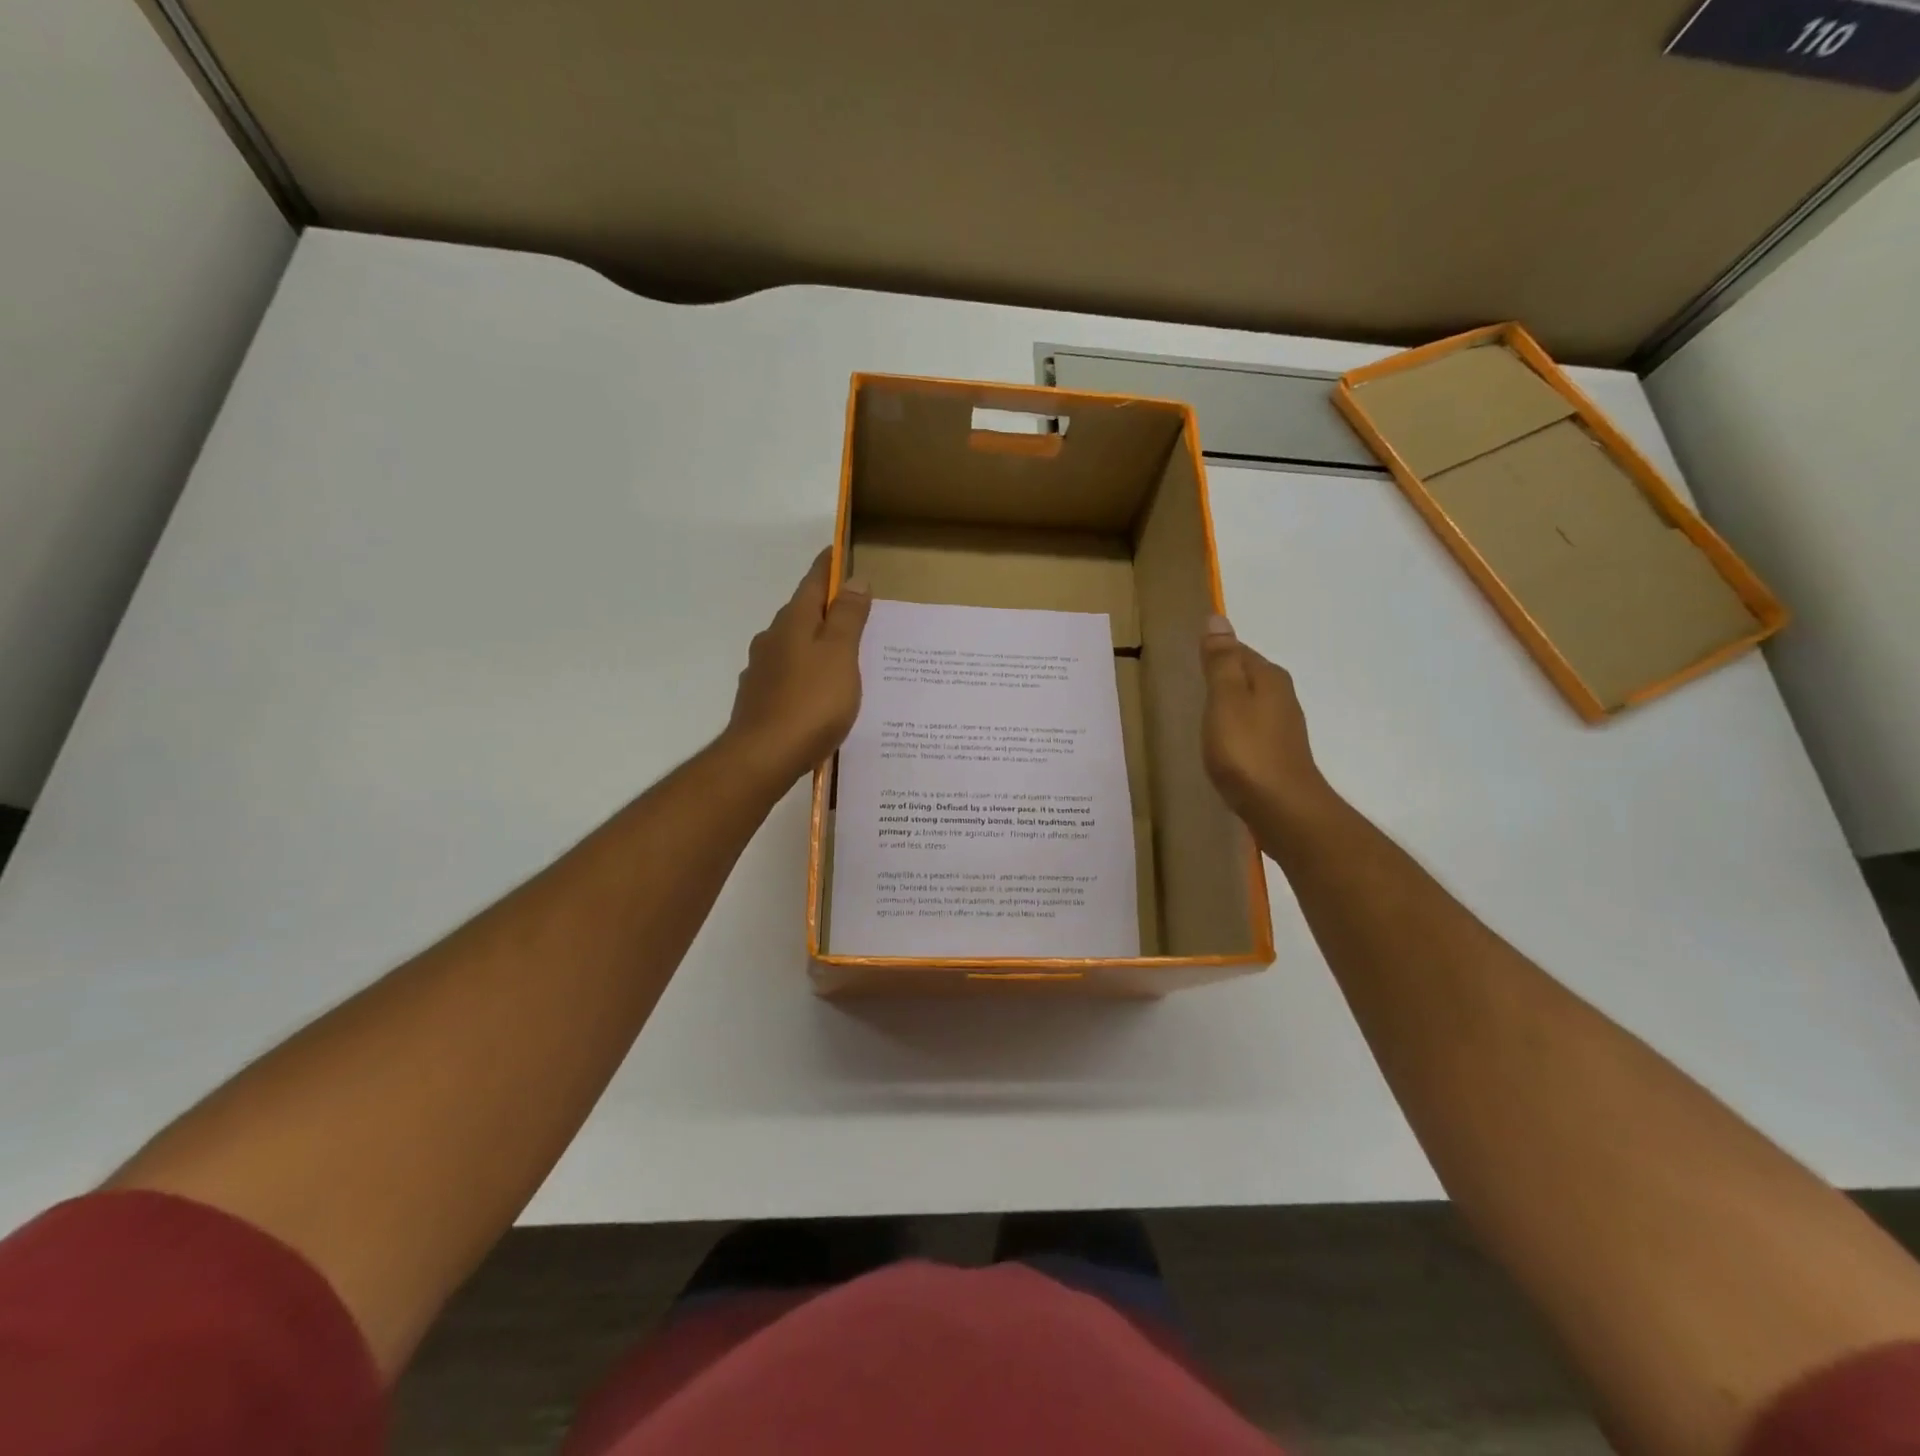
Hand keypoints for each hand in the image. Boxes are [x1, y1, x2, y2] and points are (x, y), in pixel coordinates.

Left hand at [723, 549, 871, 786]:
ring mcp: (761, 670)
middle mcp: (771, 639)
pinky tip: (819, 692)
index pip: (812, 582)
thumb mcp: (840, 654)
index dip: (828, 566)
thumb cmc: (811, 701)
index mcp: (793, 622)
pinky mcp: (759, 699)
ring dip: (815, 643)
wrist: (763, 756)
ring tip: (842, 656)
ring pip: (793, 646)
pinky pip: (789, 675)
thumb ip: (847, 617)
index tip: (839, 551)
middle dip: (825, 608)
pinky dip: (806, 673)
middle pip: (801, 613)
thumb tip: (853, 579)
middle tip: (854, 611)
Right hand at [1200, 615, 1335, 839]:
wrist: (1283, 809)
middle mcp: (1281, 697)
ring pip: (1250, 703)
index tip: (1190, 658)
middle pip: (1247, 675)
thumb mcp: (1225, 700)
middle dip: (1222, 675)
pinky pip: (1251, 728)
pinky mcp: (1277, 754)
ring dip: (1229, 703)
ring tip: (1202, 711)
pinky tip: (1221, 742)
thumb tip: (1217, 618)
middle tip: (1191, 681)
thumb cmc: (1247, 751)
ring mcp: (1282, 727)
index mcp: (1268, 678)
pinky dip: (1235, 728)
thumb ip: (1220, 662)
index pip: (1239, 650)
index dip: (1215, 651)